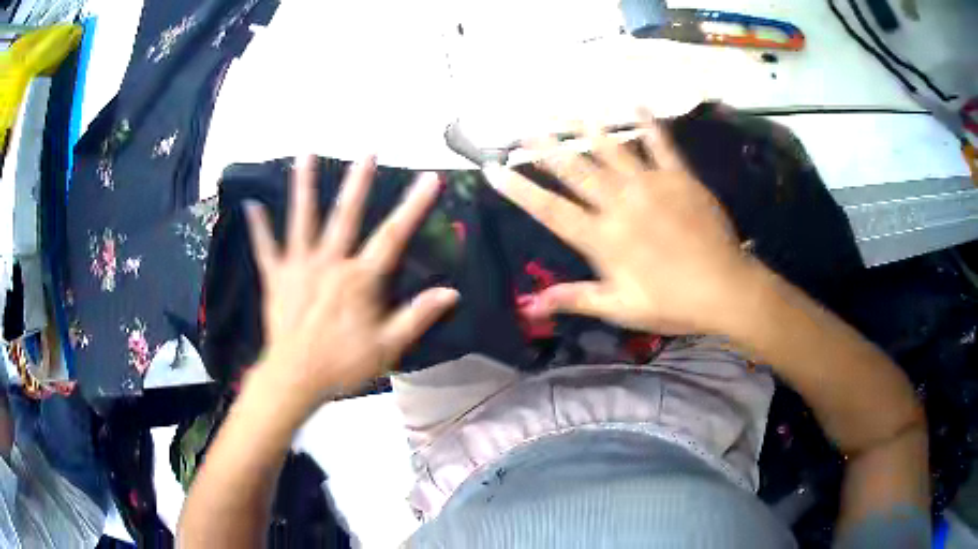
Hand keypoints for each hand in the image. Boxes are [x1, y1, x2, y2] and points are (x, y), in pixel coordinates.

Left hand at [245, 155, 458, 409]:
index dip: (413, 206)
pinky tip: (251, 205)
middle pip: (346, 216)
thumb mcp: (389, 347)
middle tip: (368, 150)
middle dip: (359, 182)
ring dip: (304, 186)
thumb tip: (452, 293)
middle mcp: (329, 262)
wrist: (295, 378)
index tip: (429, 178)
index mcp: (359, 278)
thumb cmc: (343, 363)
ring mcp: (299, 267)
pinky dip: (259, 228)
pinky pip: (266, 249)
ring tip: (306, 155)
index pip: (392, 236)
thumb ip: (418, 316)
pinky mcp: (276, 278)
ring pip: (302, 220)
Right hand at [483, 116, 758, 334]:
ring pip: (612, 150)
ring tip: (567, 111)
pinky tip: (635, 104)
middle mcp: (621, 204)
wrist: (725, 289)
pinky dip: (648, 124)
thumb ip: (575, 298)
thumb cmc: (672, 303)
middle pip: (576, 171)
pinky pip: (661, 145)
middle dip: (546, 148)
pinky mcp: (680, 178)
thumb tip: (529, 304)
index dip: (519, 190)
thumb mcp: (620, 308)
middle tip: (523, 127)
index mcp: (603, 238)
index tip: (493, 170)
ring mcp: (651, 186)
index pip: (550, 209)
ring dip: (587, 129)